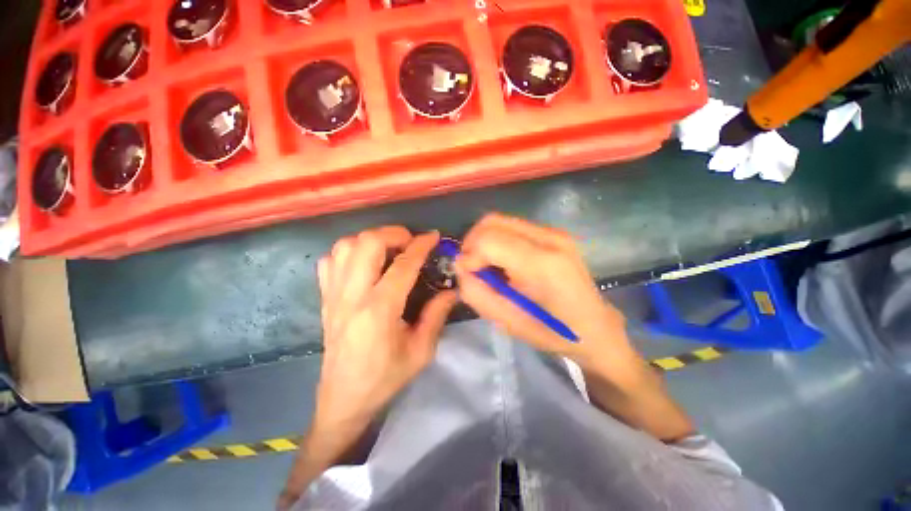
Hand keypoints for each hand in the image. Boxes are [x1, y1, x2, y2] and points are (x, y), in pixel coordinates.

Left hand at [281, 227, 456, 509]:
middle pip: (367, 243)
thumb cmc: (385, 378)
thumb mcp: (421, 351)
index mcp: (379, 310)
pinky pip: (329, 261)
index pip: (403, 265)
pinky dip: (348, 252)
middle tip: (410, 241)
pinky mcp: (324, 298)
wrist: (343, 399)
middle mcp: (352, 296)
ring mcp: (333, 295)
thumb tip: (452, 290)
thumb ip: (437, 315)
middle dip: (393, 233)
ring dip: (370, 240)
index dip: (421, 245)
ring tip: (389, 249)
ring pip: (345, 246)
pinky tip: (363, 263)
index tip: (433, 236)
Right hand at [454, 214, 636, 373]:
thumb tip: (460, 267)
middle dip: (473, 243)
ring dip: (484, 241)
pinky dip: (497, 241)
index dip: (469, 254)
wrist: (595, 327)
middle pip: (492, 222)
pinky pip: (512, 227)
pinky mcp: (553, 234)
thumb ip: (478, 294)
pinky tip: (503, 262)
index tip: (467, 274)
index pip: (489, 239)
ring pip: (500, 221)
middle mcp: (550, 238)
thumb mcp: (510, 322)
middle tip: (472, 267)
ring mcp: (554, 233)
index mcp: (542, 264)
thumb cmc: (554, 332)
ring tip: (486, 266)